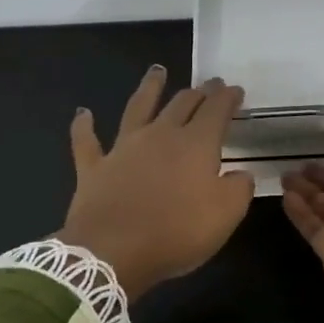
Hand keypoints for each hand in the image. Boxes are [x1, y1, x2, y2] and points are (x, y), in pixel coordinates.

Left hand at [59, 67, 254, 299]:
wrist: (113, 252)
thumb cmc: (177, 233)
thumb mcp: (226, 215)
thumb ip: (239, 189)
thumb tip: (241, 174)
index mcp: (195, 144)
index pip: (216, 110)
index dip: (228, 97)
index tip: (235, 90)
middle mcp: (160, 135)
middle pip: (181, 104)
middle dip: (198, 92)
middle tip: (208, 85)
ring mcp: (123, 148)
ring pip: (137, 108)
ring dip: (149, 88)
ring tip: (157, 71)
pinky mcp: (94, 167)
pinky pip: (86, 141)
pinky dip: (83, 125)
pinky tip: (82, 113)